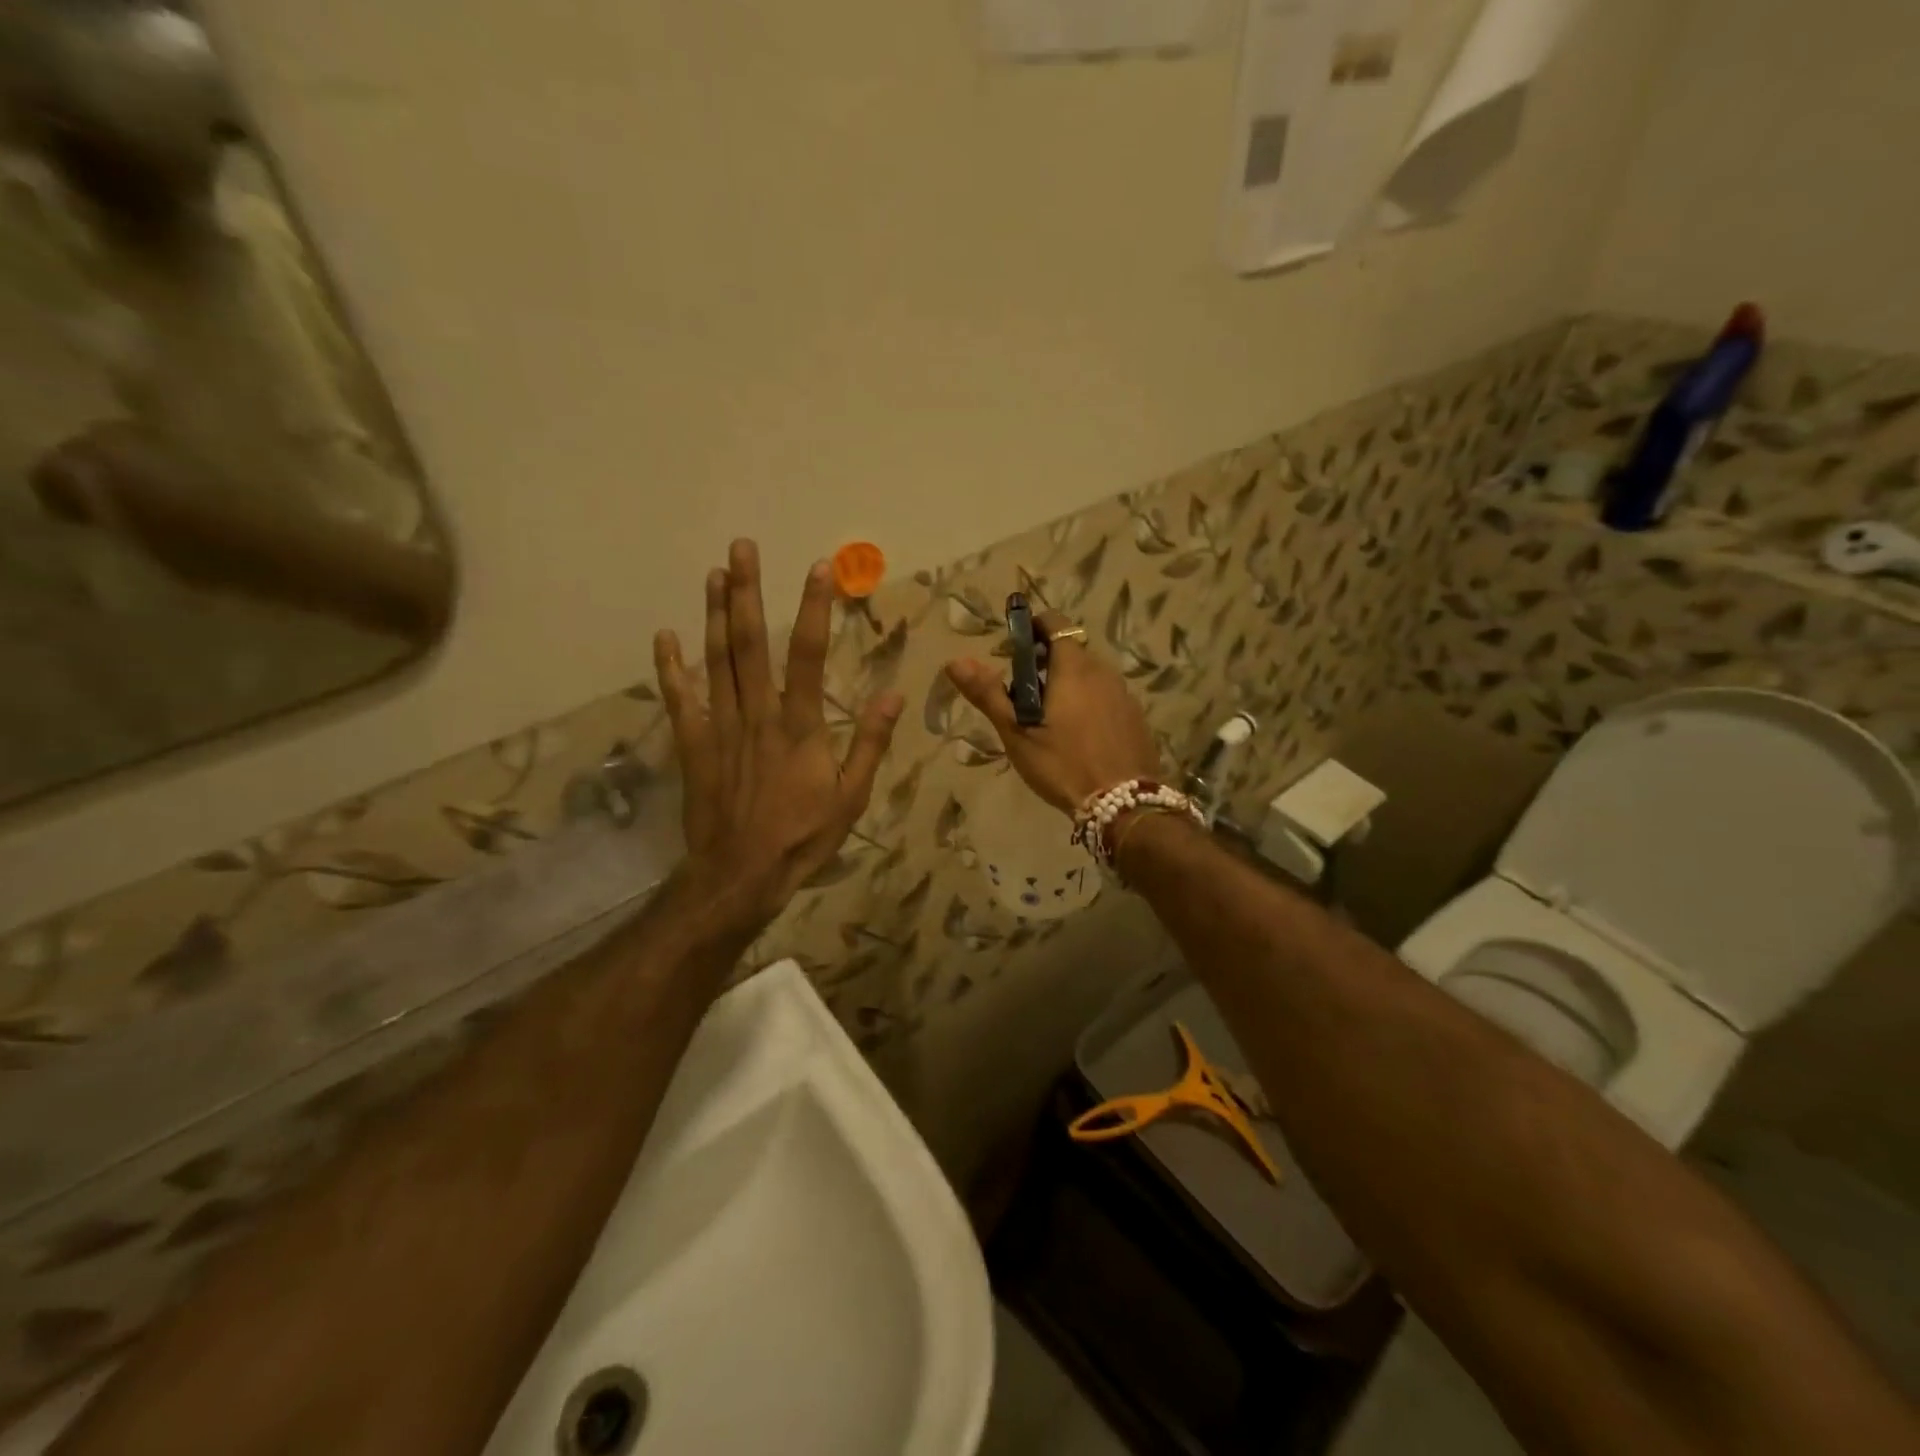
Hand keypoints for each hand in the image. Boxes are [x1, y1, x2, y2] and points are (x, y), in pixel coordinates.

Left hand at [655, 539, 902, 935]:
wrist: (740, 874)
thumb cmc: (803, 837)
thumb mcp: (851, 796)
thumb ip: (871, 743)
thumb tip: (894, 693)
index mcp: (799, 724)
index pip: (807, 653)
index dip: (813, 608)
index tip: (817, 567)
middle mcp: (757, 714)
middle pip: (749, 643)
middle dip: (746, 592)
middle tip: (741, 547)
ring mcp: (721, 727)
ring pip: (715, 661)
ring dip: (713, 615)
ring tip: (713, 574)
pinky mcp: (694, 745)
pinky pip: (680, 700)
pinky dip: (671, 668)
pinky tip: (665, 636)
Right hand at [945, 611, 1161, 814]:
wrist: (1124, 804)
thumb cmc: (1063, 765)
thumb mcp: (1018, 733)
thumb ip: (988, 694)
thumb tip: (955, 661)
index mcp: (1073, 667)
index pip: (1056, 624)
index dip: (1034, 626)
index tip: (1014, 647)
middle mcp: (1103, 671)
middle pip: (1071, 650)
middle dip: (1045, 660)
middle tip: (1021, 691)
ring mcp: (1123, 694)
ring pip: (1090, 674)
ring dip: (1067, 682)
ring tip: (1047, 715)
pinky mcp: (1135, 716)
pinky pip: (1106, 695)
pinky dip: (1088, 701)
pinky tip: (1077, 733)